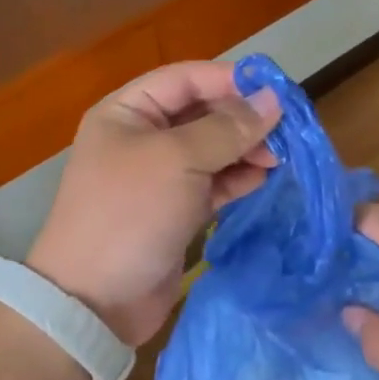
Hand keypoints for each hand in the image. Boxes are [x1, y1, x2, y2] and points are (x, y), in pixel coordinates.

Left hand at [29, 61, 280, 347]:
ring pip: (211, 149)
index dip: (229, 80)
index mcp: (127, 112)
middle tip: (283, 131)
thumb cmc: (131, 213)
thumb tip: (273, 99)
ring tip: (277, 158)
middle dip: (241, 118)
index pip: (185, 78)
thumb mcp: (179, 160)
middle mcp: (142, 138)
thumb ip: (228, 128)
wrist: (95, 301)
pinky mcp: (175, 210)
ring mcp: (159, 177)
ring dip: (244, 149)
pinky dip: (236, 179)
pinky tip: (262, 178)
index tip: (274, 91)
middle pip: (201, 113)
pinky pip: (212, 183)